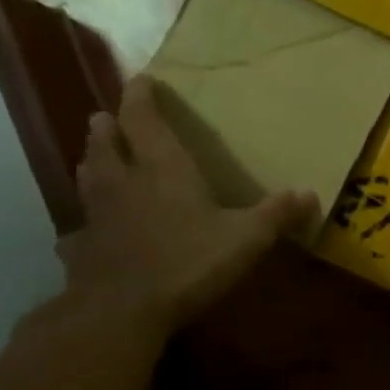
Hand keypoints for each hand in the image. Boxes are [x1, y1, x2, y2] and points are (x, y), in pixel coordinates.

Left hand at [59, 76, 318, 332]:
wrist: (123, 311)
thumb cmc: (189, 262)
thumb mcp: (246, 238)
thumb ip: (276, 214)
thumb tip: (310, 193)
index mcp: (162, 168)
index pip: (143, 119)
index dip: (140, 96)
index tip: (139, 79)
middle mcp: (123, 181)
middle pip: (105, 143)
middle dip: (107, 126)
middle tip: (105, 117)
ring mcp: (97, 215)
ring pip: (88, 177)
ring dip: (91, 163)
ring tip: (93, 158)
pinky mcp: (83, 249)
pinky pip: (78, 230)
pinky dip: (82, 225)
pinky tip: (83, 233)